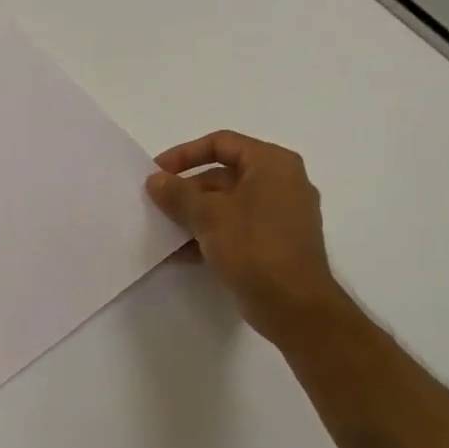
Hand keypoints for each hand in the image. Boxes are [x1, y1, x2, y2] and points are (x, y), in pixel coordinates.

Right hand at [146, 130, 350, 342]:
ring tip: (164, 230)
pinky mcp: (275, 242)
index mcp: (272, 164)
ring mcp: (280, 214)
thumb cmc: (253, 246)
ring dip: (193, 215)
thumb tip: (156, 180)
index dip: (184, 154)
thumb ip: (177, 193)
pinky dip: (209, 234)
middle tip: (156, 204)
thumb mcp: (207, 215)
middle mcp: (281, 182)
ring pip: (227, 204)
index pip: (221, 143)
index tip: (157, 172)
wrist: (292, 303)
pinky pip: (236, 228)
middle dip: (186, 190)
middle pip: (223, 174)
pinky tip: (181, 254)